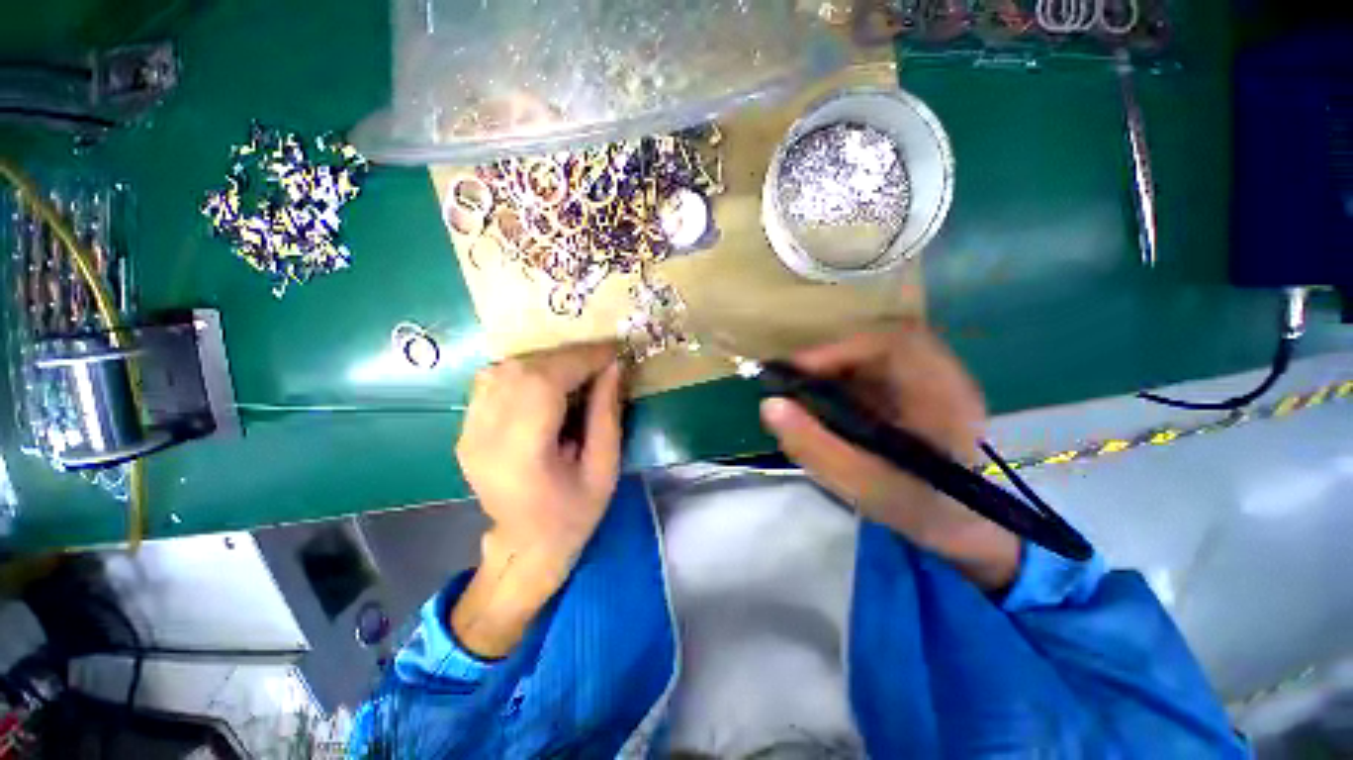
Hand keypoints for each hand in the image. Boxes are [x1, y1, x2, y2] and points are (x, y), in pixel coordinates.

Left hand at [451, 343, 623, 656]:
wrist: (526, 545)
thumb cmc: (574, 514)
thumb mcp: (605, 469)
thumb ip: (607, 415)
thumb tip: (613, 367)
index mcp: (521, 454)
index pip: (544, 384)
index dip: (580, 359)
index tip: (611, 351)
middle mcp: (484, 438)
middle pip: (520, 370)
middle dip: (566, 357)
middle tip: (598, 361)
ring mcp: (467, 432)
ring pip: (502, 369)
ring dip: (544, 361)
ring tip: (576, 370)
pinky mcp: (465, 429)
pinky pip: (491, 381)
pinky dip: (524, 371)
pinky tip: (547, 382)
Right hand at [759, 323, 1020, 590]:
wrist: (960, 523)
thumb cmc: (917, 507)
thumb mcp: (862, 485)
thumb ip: (814, 447)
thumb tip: (769, 405)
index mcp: (944, 397)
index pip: (894, 344)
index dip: (839, 349)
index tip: (795, 370)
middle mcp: (944, 376)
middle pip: (879, 340)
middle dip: (830, 356)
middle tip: (793, 379)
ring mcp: (933, 377)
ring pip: (875, 350)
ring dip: (835, 365)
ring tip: (805, 389)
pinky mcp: (918, 384)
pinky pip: (875, 365)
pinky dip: (844, 375)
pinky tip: (828, 398)